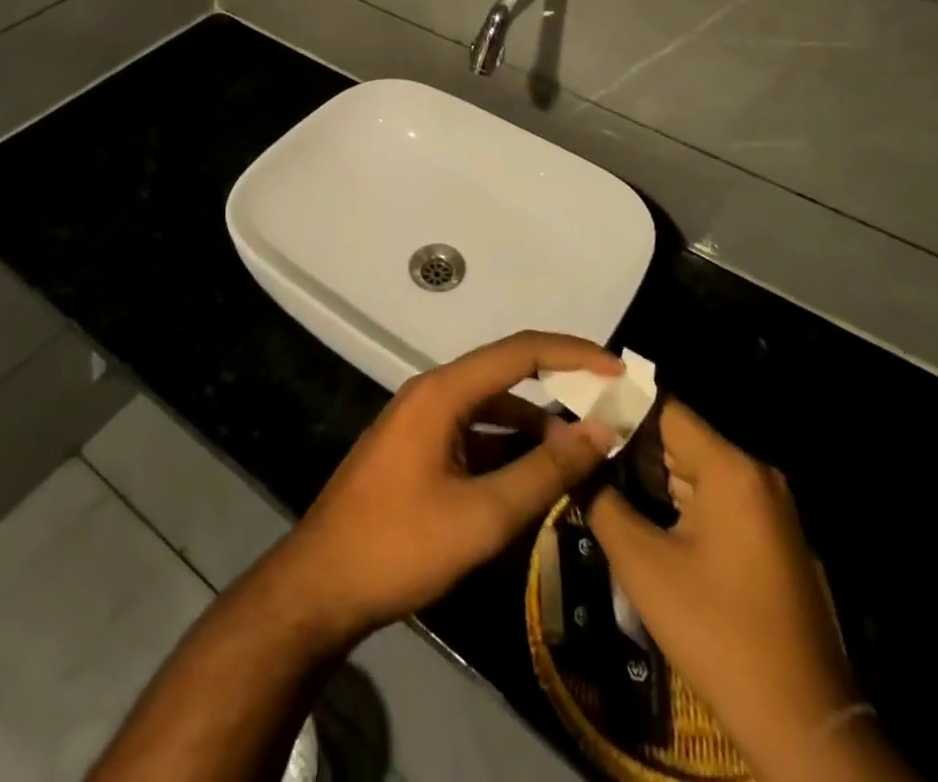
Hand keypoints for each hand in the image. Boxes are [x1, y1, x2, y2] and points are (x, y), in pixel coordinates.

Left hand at [270, 331, 621, 646]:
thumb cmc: (399, 546)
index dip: (573, 353)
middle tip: (607, 410)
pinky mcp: (416, 448)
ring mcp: (421, 420)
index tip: (618, 370)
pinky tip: (532, 478)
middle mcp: (432, 392)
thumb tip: (598, 431)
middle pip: (506, 375)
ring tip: (579, 456)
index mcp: (443, 391)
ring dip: (534, 426)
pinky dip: (506, 447)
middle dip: (559, 388)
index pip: (520, 351)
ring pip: (490, 408)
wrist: (319, 587)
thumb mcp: (482, 517)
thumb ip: (543, 472)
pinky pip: (472, 433)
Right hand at [589, 402, 912, 781]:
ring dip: (649, 473)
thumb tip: (567, 450)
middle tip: (577, 447)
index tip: (575, 408)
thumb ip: (600, 497)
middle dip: (628, 443)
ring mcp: (766, 505)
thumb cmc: (716, 632)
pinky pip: (714, 495)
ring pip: (694, 468)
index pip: (664, 408)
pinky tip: (638, 510)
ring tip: (596, 473)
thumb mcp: (643, 563)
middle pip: (679, 437)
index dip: (617, 404)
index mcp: (730, 467)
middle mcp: (754, 473)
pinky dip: (676, 498)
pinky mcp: (769, 534)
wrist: (801, 724)